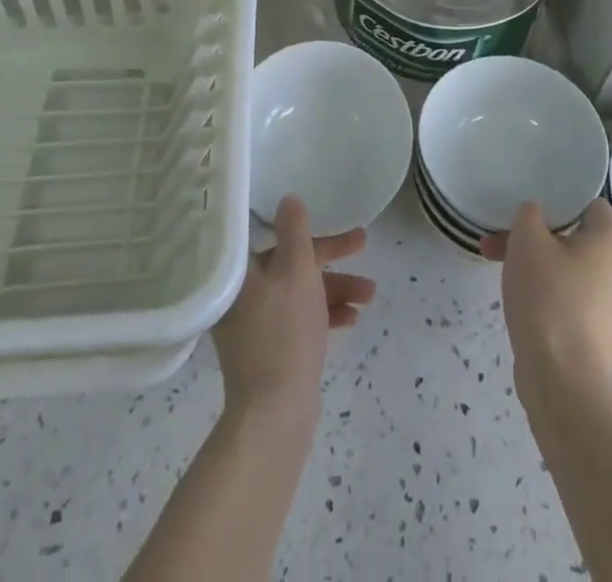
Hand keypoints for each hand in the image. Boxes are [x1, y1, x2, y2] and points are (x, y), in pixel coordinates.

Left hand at [212, 197, 376, 414]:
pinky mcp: (269, 350)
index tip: (332, 218)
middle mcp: (242, 294)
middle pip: (290, 262)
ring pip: (299, 292)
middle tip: (363, 244)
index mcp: (241, 271)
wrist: (275, 412)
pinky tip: (353, 319)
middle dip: (331, 257)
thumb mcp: (296, 270)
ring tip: (370, 294)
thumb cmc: (285, 330)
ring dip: (335, 288)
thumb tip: (288, 199)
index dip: (307, 225)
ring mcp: (254, 325)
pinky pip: (299, 319)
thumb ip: (295, 231)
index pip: (273, 234)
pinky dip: (324, 314)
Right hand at [482, 199, 611, 396]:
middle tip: (498, 244)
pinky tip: (523, 306)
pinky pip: (576, 302)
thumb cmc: (549, 298)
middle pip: (576, 238)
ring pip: (573, 271)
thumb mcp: (527, 239)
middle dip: (535, 239)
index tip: (525, 215)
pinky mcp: (607, 339)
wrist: (566, 386)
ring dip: (539, 267)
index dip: (554, 203)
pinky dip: (551, 297)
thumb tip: (537, 217)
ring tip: (501, 273)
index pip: (587, 204)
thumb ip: (530, 213)